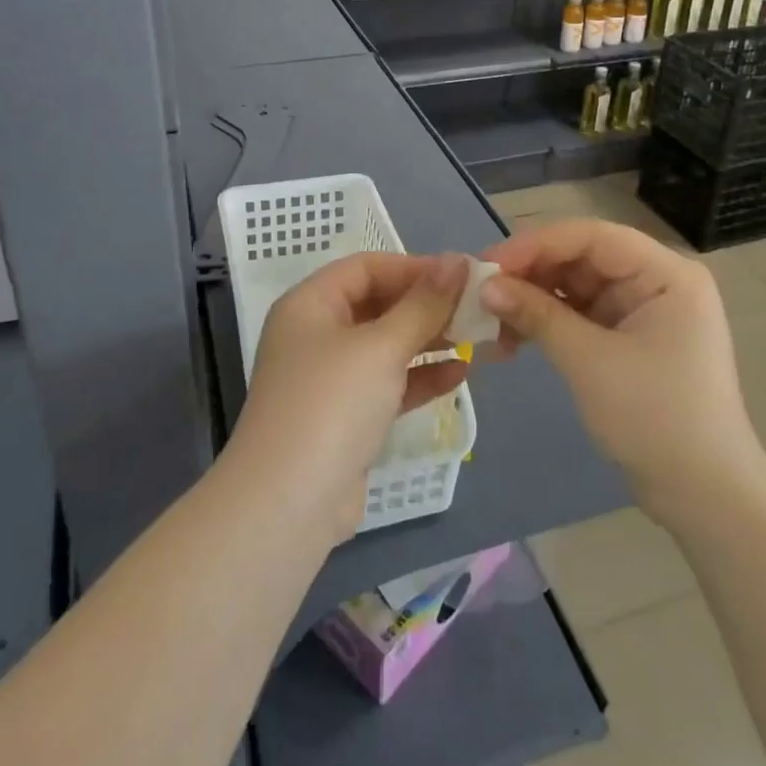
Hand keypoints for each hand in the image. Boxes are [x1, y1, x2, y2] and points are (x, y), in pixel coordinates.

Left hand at [232, 252, 469, 543]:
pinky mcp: (346, 417)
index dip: (413, 267)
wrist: (289, 504)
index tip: (461, 276)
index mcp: (310, 304)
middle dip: (425, 305)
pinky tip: (460, 374)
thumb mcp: (381, 346)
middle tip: (475, 308)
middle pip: (377, 305)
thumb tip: (457, 261)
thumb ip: (423, 304)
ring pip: (385, 346)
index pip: (366, 268)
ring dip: (428, 340)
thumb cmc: (332, 404)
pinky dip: (420, 377)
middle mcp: (316, 334)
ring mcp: (330, 378)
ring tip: (476, 338)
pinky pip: (388, 384)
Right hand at [479, 220, 765, 525]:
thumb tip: (484, 286)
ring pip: (574, 287)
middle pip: (581, 259)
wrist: (704, 498)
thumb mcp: (590, 362)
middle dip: (529, 275)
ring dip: (532, 302)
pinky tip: (512, 341)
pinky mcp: (628, 338)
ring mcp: (642, 310)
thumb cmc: (656, 420)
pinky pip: (579, 315)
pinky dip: (547, 324)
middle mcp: (656, 281)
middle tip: (480, 294)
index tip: (487, 264)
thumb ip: (537, 314)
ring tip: (488, 323)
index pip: (591, 237)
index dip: (536, 244)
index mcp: (665, 273)